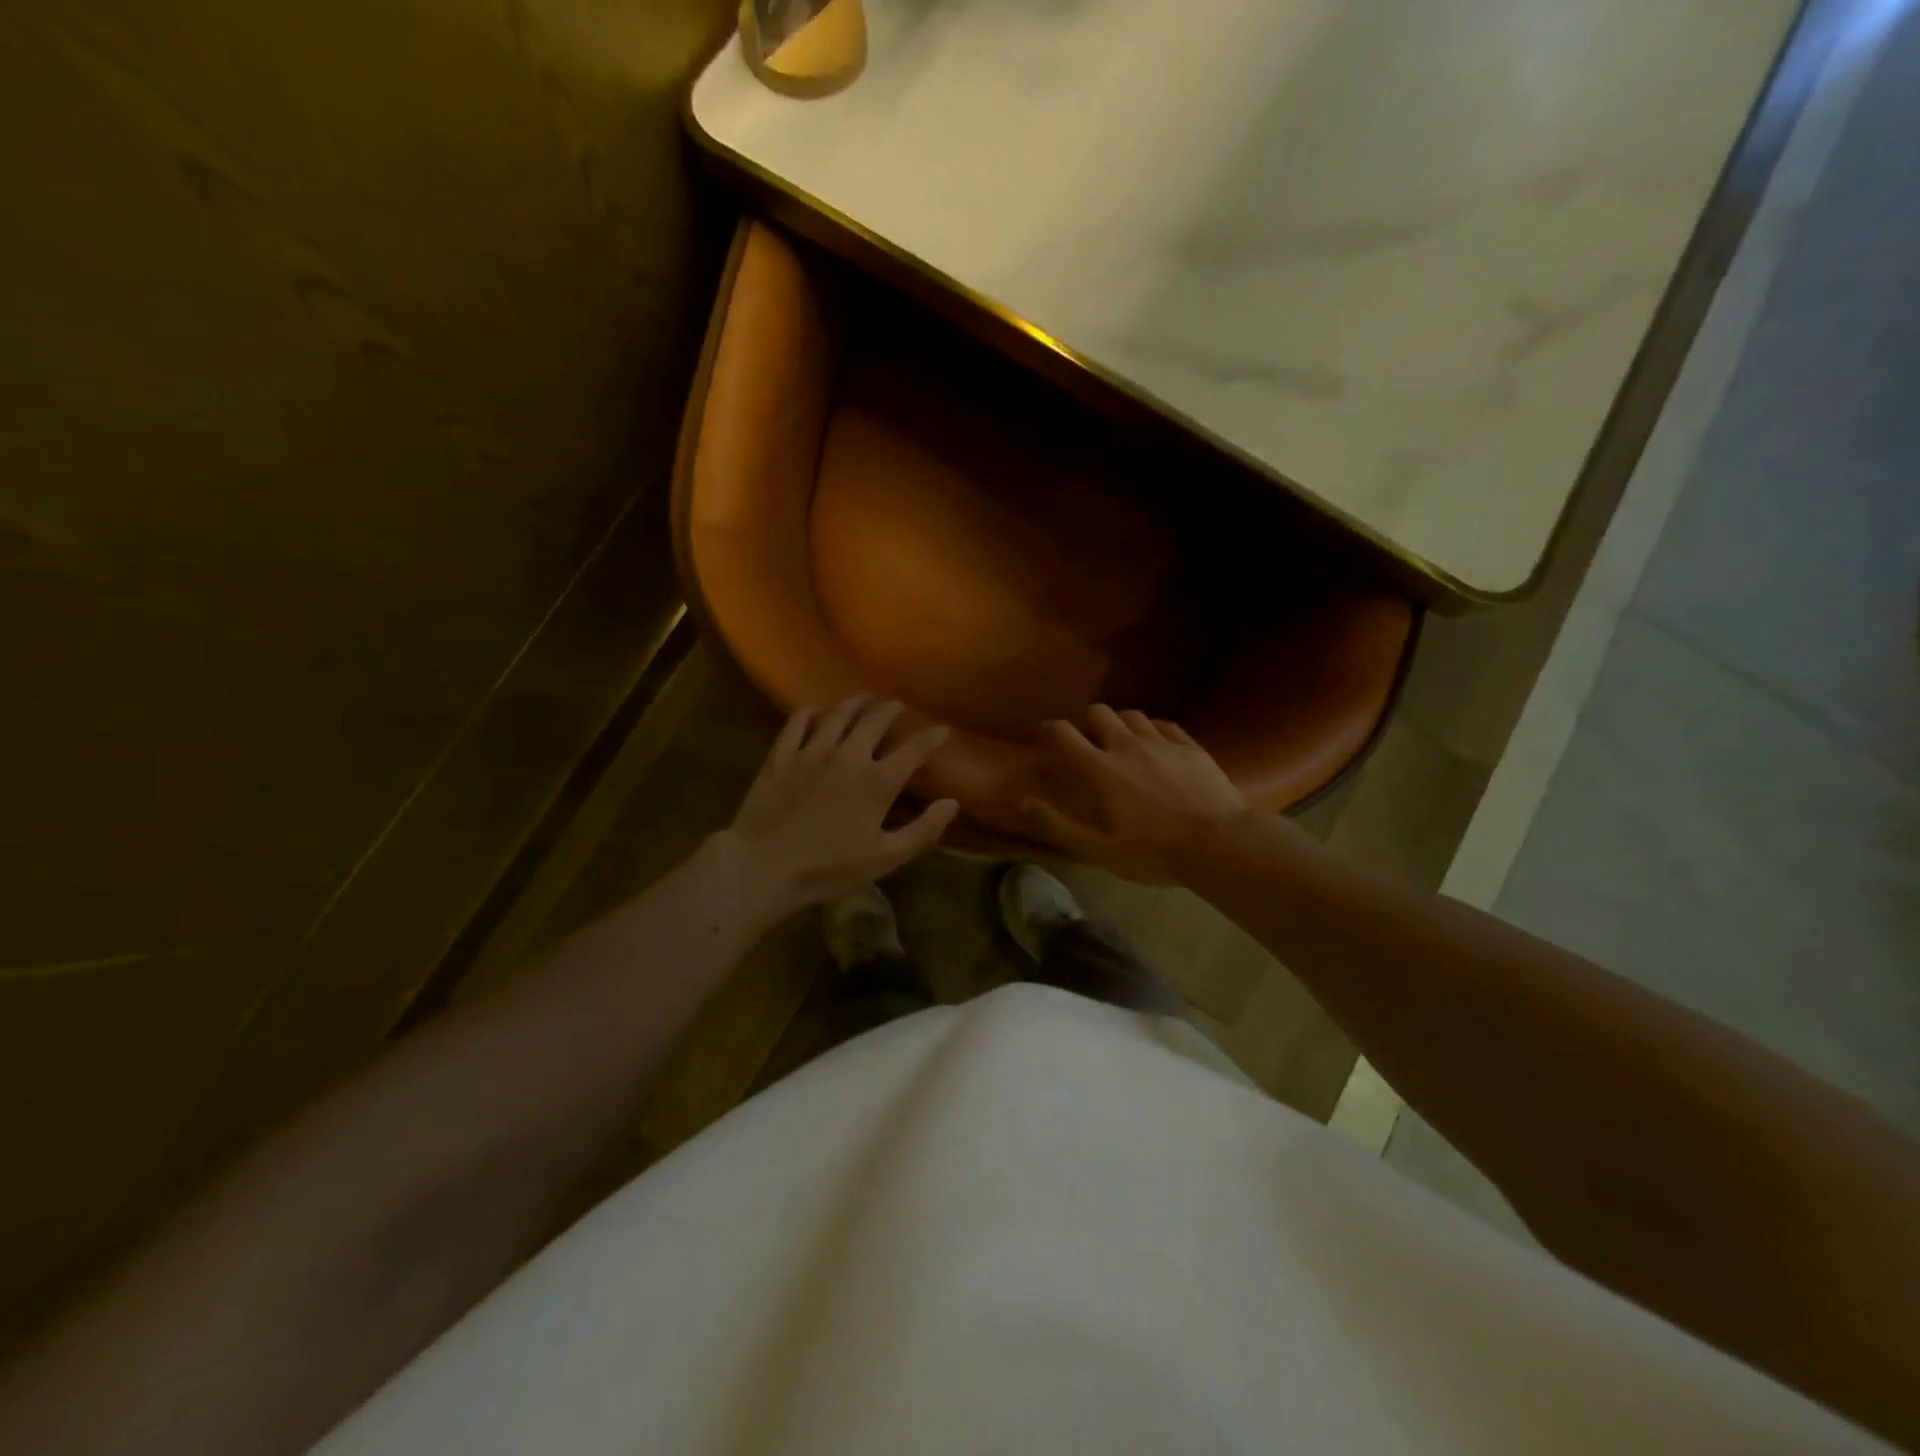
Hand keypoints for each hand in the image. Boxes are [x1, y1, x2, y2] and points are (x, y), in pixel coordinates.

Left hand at [720, 696, 958, 911]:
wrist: (763, 868)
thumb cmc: (828, 869)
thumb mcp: (885, 859)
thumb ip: (923, 830)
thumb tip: (952, 803)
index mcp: (877, 782)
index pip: (914, 750)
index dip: (932, 737)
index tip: (943, 729)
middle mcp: (848, 756)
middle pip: (874, 720)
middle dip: (890, 709)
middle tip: (896, 705)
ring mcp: (811, 752)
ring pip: (837, 714)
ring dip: (854, 703)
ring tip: (863, 698)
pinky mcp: (780, 756)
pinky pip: (797, 722)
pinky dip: (809, 713)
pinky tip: (814, 711)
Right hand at [1020, 704, 1250, 884]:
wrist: (1219, 843)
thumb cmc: (1153, 852)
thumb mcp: (1098, 849)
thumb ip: (1058, 824)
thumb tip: (1023, 801)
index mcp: (1100, 770)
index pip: (1063, 734)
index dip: (1048, 730)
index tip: (1043, 737)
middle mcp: (1127, 746)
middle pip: (1098, 712)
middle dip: (1085, 721)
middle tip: (1086, 740)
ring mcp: (1162, 742)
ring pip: (1132, 714)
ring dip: (1119, 723)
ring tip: (1120, 740)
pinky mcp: (1190, 746)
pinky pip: (1165, 725)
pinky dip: (1152, 729)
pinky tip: (1156, 744)